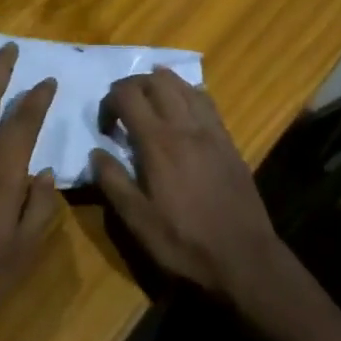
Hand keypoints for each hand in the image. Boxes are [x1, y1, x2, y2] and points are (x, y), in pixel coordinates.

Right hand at [88, 68, 288, 308]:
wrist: (244, 259)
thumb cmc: (184, 243)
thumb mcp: (137, 221)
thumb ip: (113, 182)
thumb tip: (96, 153)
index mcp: (159, 143)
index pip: (127, 95)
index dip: (109, 102)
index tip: (105, 128)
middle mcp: (186, 126)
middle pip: (156, 80)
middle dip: (132, 86)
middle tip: (122, 110)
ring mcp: (212, 131)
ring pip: (184, 85)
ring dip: (160, 85)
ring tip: (148, 104)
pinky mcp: (228, 141)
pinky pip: (206, 101)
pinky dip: (187, 95)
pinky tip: (180, 113)